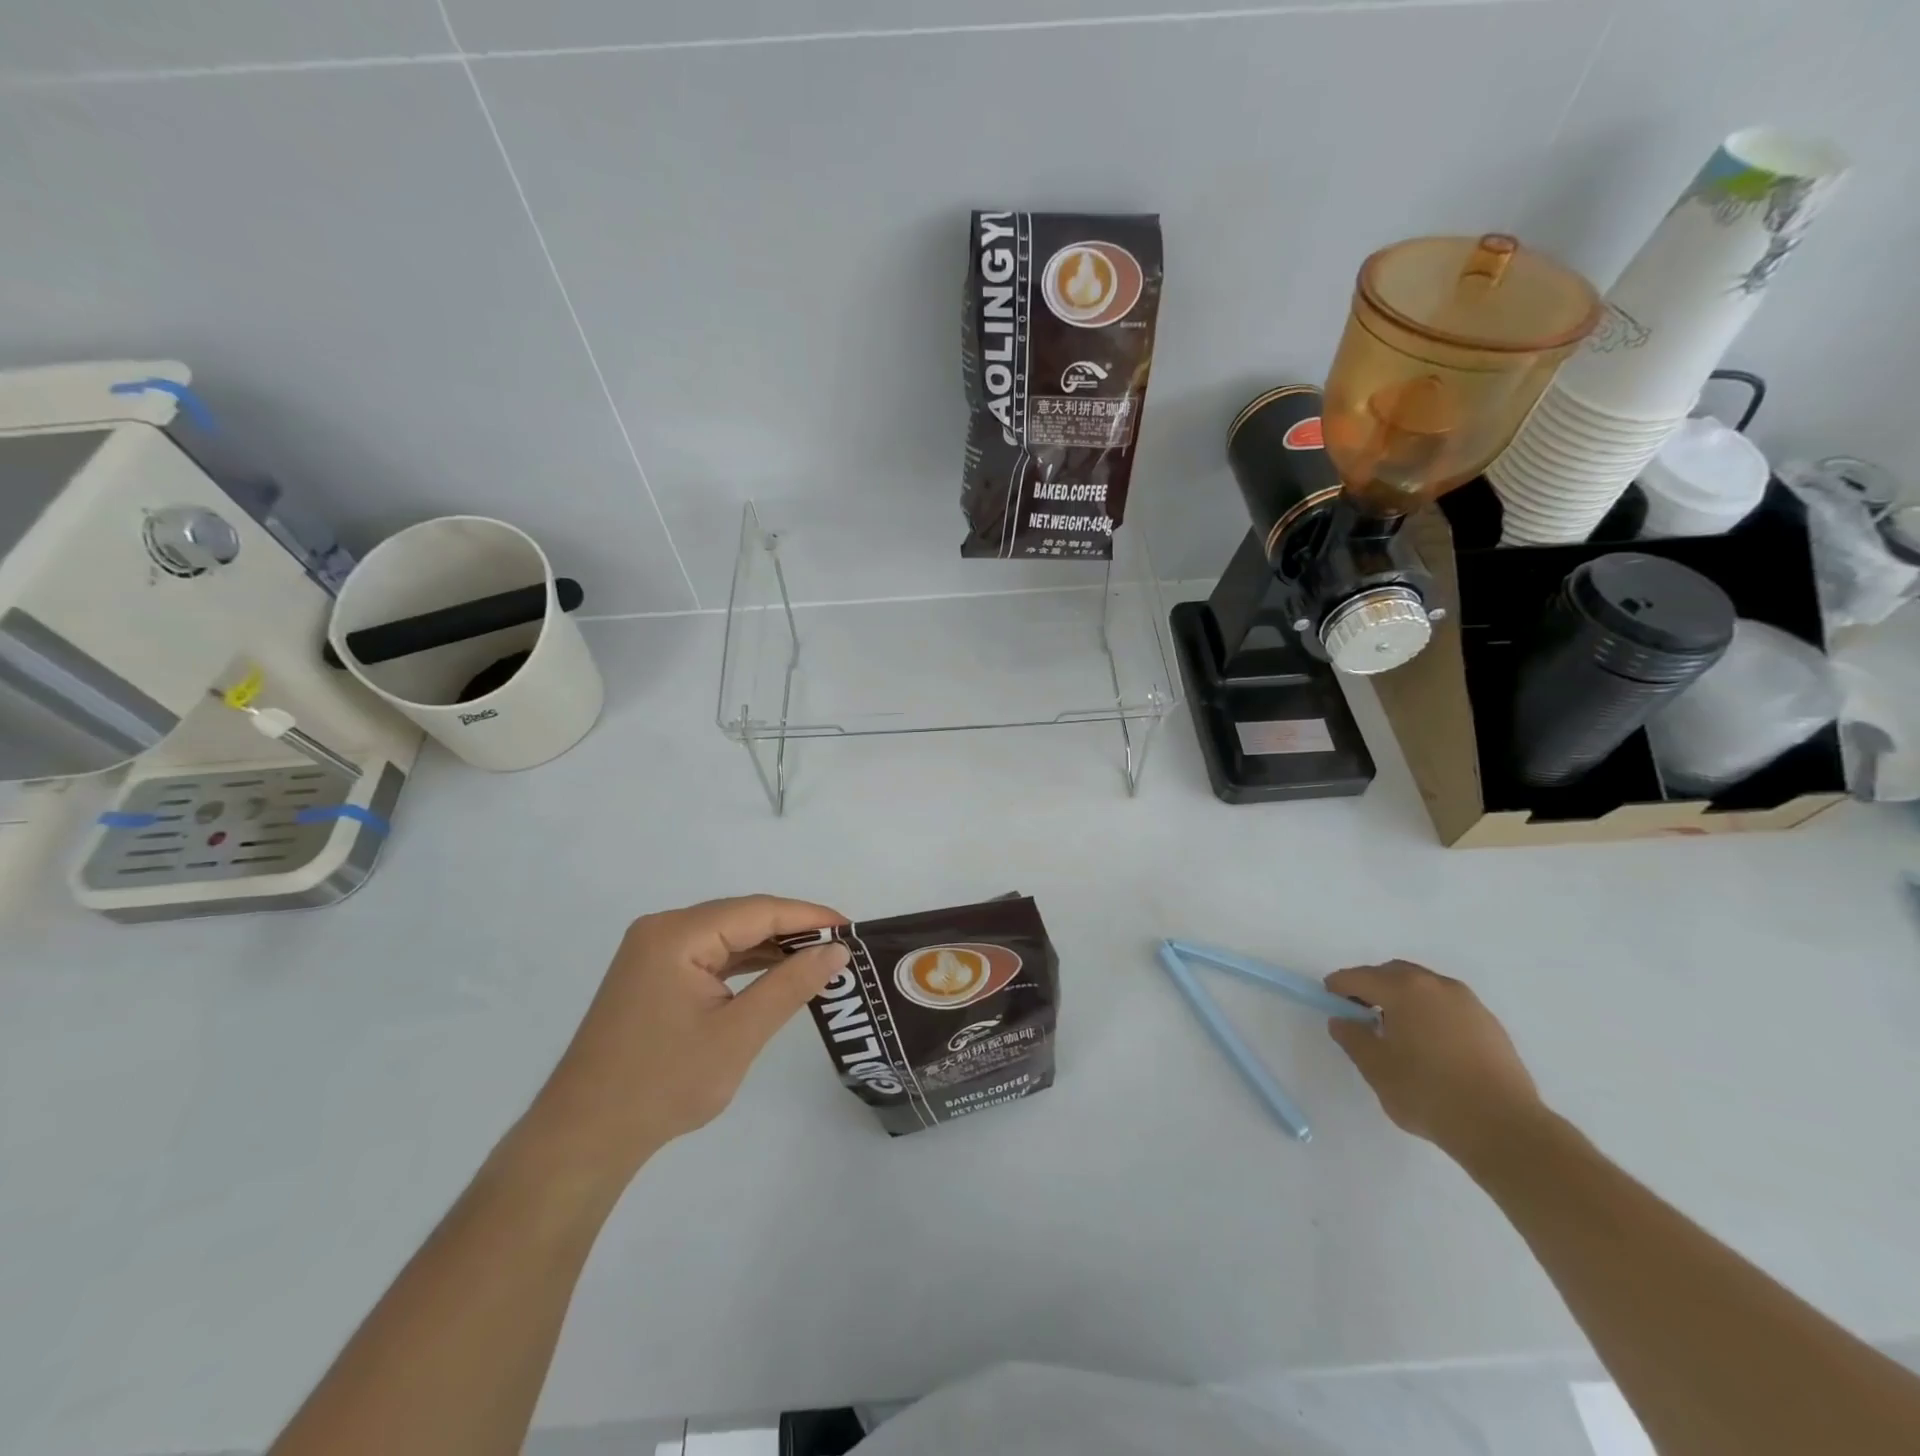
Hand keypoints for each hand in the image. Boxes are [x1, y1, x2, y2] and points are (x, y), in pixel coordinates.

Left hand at [526, 896, 848, 1182]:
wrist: (583, 1138)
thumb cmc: (663, 1084)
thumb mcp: (738, 1034)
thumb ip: (790, 985)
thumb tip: (836, 951)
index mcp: (677, 934)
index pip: (757, 910)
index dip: (808, 917)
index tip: (852, 930)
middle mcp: (662, 930)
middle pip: (741, 917)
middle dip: (792, 931)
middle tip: (841, 949)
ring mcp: (653, 953)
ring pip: (726, 936)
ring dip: (770, 948)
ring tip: (818, 961)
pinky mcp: (652, 976)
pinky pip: (710, 956)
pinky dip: (744, 964)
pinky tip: (775, 975)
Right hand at [1323, 960, 1544, 1164]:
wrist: (1505, 1129)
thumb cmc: (1429, 1094)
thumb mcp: (1377, 1069)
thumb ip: (1353, 1038)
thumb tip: (1342, 1021)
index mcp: (1404, 990)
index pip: (1359, 977)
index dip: (1338, 987)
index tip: (1329, 1002)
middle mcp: (1436, 985)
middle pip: (1392, 973)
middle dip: (1371, 987)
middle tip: (1360, 1014)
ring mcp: (1467, 1002)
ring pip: (1423, 986)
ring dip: (1402, 997)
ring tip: (1397, 1031)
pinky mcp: (1489, 1023)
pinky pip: (1447, 1004)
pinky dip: (1429, 1012)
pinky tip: (1430, 1044)